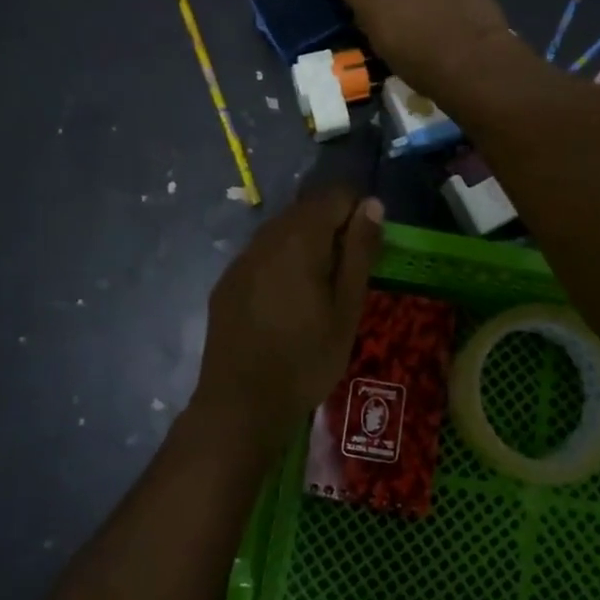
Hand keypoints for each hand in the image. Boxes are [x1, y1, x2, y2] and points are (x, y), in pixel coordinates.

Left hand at [189, 185, 385, 455]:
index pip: (335, 195)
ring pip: (282, 232)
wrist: (240, 404)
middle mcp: (266, 237)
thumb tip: (372, 204)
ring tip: (320, 289)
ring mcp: (241, 259)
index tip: (368, 248)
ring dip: (306, 245)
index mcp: (299, 238)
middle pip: (306, 210)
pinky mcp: (227, 282)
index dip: (358, 211)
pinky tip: (287, 302)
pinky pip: (261, 256)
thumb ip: (359, 251)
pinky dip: (281, 263)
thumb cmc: (306, 359)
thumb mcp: (347, 308)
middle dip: (332, 227)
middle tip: (349, 273)